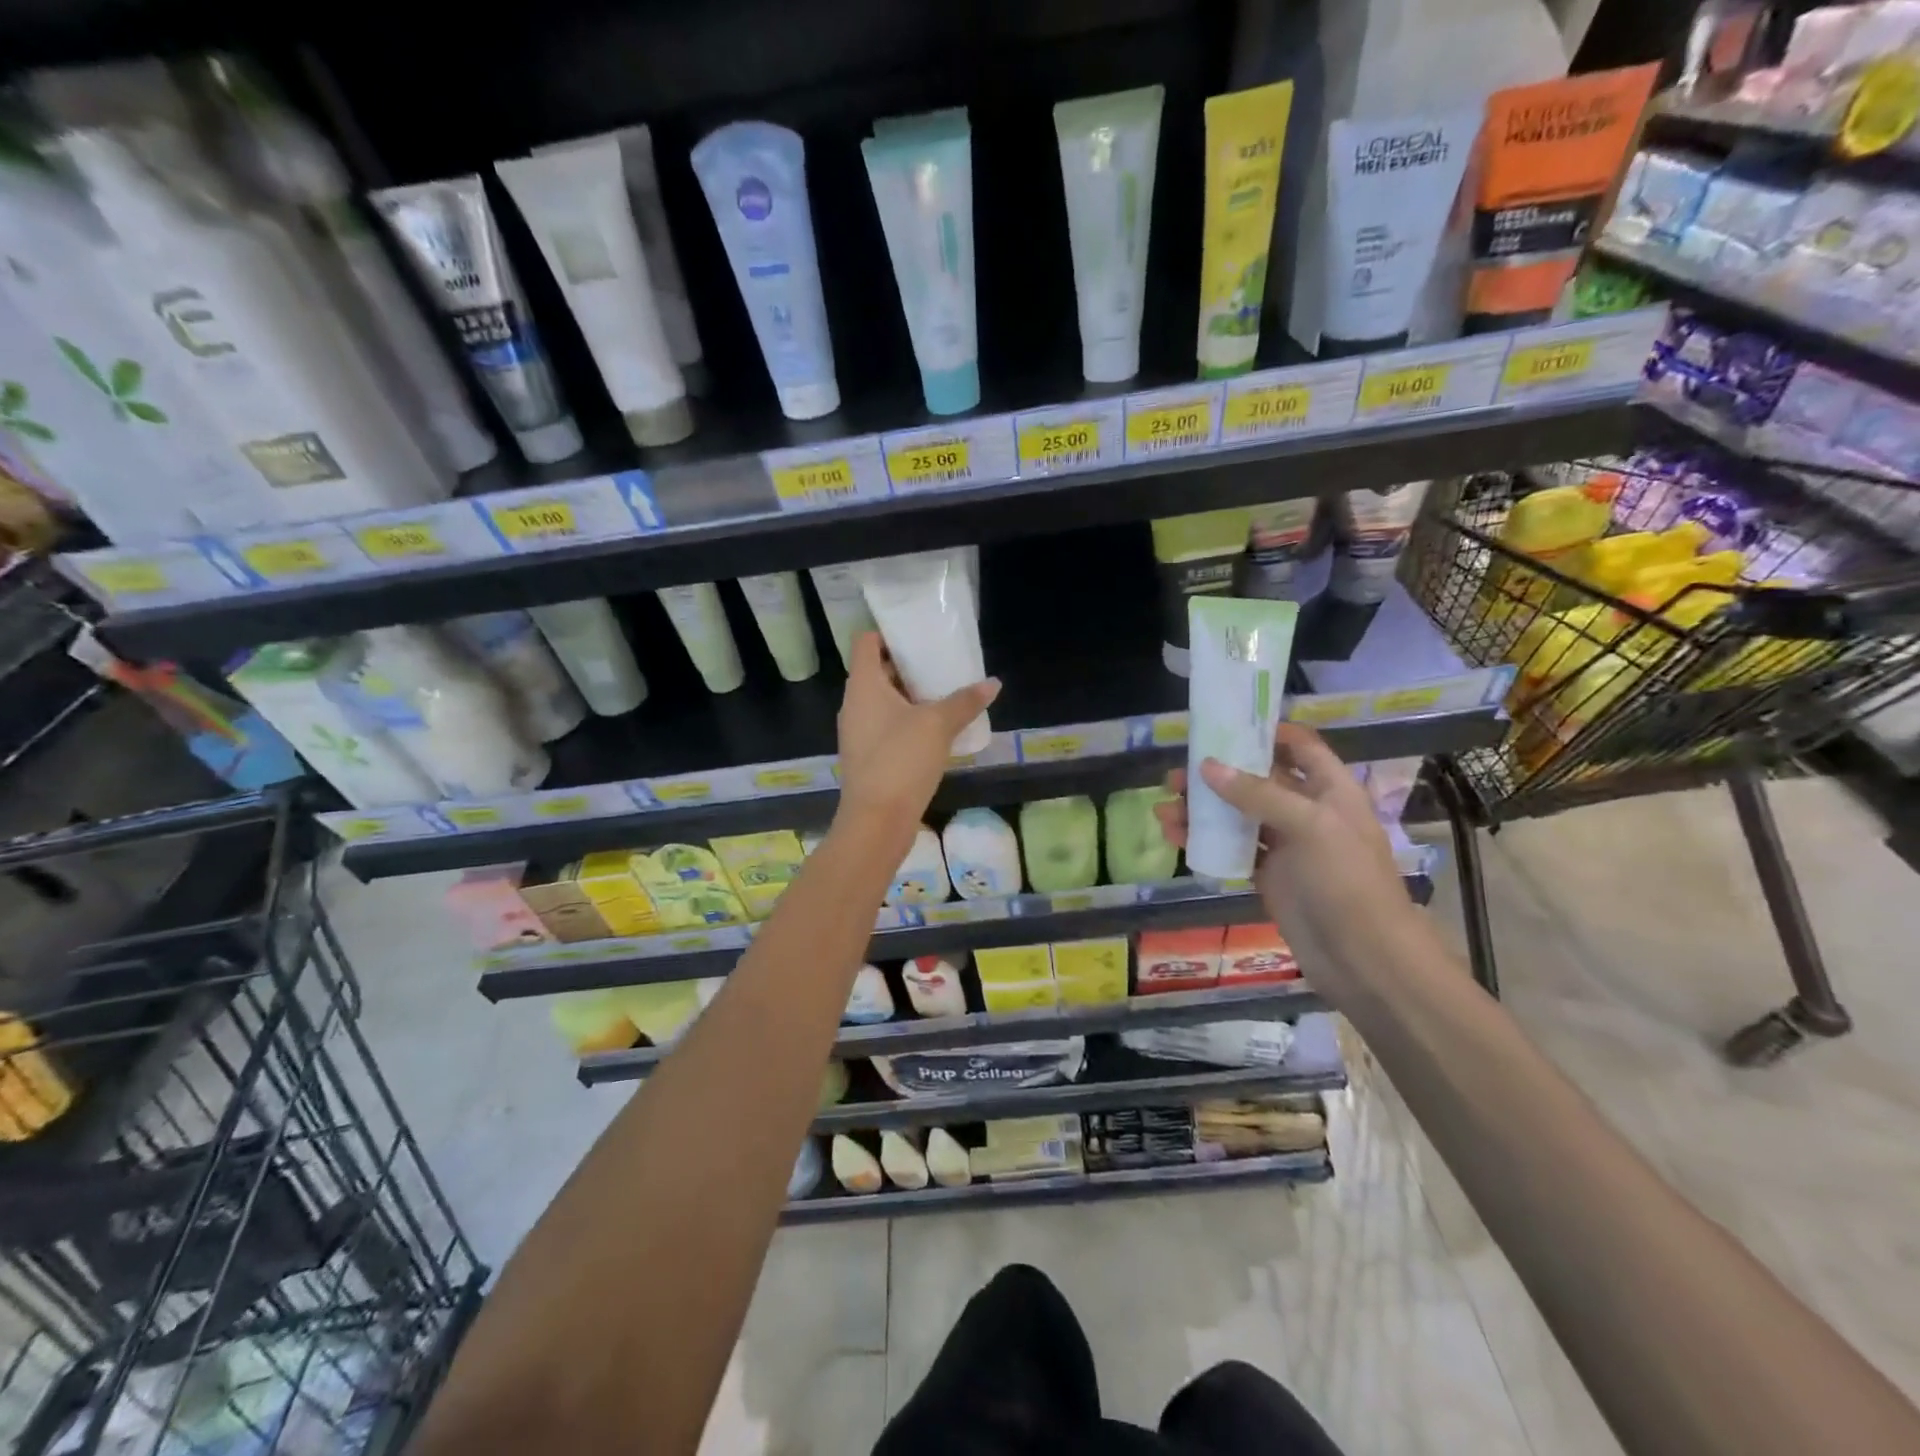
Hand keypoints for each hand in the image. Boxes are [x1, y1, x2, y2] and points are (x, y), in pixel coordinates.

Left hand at [834, 632, 999, 842]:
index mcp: (863, 686)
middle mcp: (854, 705)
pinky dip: (906, 721)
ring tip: (943, 695)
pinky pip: (885, 726)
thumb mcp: (938, 725)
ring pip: (882, 702)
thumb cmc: (901, 761)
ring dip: (909, 696)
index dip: (888, 633)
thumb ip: (964, 701)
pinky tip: (934, 731)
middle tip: (940, 664)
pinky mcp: (867, 757)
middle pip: (876, 671)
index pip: (866, 643)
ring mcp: (858, 733)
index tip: (918, 636)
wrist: (876, 821)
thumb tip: (993, 683)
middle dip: (907, 666)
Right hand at [1154, 723, 1418, 993]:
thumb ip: (1258, 794)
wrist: (1363, 957)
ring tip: (1165, 812)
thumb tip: (1207, 767)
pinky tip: (1177, 839)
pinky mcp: (1268, 874)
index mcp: (1330, 789)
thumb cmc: (1346, 881)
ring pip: (1238, 815)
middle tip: (1177, 776)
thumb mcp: (1310, 826)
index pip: (1300, 746)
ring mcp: (1286, 844)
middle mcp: (1307, 810)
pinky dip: (1204, 841)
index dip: (1267, 732)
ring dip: (1203, 810)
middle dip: (1218, 774)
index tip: (1224, 725)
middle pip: (1257, 779)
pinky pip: (1231, 848)